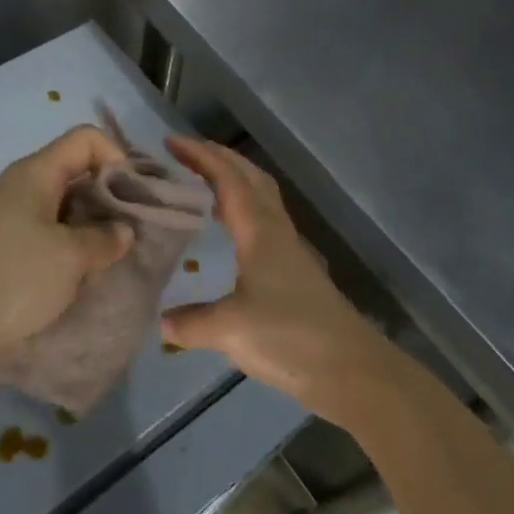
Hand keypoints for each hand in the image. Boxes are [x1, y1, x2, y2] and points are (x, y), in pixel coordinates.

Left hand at [0, 125, 133, 383]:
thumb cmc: (11, 278)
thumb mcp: (70, 257)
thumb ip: (104, 239)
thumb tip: (122, 231)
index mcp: (37, 173)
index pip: (87, 139)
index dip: (117, 157)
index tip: (134, 197)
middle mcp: (21, 188)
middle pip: (76, 174)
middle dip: (109, 199)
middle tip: (133, 233)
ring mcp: (9, 221)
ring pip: (63, 211)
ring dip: (90, 231)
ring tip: (112, 261)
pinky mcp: (2, 253)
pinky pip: (46, 239)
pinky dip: (68, 252)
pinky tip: (82, 279)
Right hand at [162, 137, 402, 426]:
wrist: (352, 370)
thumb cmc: (291, 338)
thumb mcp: (230, 330)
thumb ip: (192, 322)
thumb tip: (161, 320)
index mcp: (260, 232)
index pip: (229, 179)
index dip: (201, 156)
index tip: (171, 142)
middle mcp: (277, 231)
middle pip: (250, 178)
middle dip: (219, 158)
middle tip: (185, 154)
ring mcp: (290, 251)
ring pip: (261, 199)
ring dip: (233, 181)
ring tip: (201, 185)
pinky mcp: (295, 272)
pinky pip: (264, 223)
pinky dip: (242, 211)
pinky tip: (229, 234)